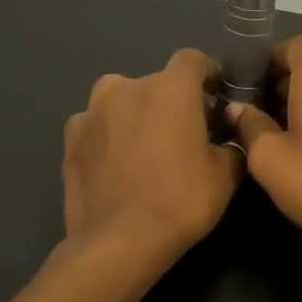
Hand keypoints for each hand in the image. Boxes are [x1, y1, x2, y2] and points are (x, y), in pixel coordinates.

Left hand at [63, 49, 242, 260]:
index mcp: (170, 88)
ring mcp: (92, 111)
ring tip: (145, 147)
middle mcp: (127, 87)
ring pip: (121, 101)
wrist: (120, 240)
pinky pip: (96, 127)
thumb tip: (229, 138)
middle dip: (172, 102)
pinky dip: (108, 137)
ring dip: (135, 114)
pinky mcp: (70, 139)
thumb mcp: (226, 176)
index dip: (208, 74)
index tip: (217, 96)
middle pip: (156, 83)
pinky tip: (115, 164)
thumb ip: (232, 145)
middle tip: (184, 133)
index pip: (193, 60)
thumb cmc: (181, 200)